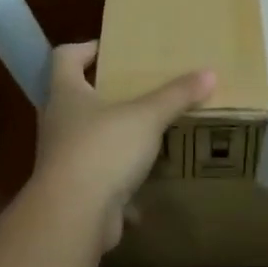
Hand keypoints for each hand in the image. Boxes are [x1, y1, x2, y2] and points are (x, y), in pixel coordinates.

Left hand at [34, 42, 214, 249]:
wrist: (72, 219)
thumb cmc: (102, 150)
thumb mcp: (146, 117)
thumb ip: (176, 95)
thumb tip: (210, 73)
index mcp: (66, 94)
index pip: (65, 58)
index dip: (84, 48)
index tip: (110, 48)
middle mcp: (58, 123)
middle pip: (75, 98)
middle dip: (103, 93)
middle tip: (135, 88)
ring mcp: (62, 161)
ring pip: (87, 139)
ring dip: (112, 136)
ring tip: (145, 132)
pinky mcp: (73, 193)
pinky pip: (97, 178)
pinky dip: (118, 180)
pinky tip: (144, 184)